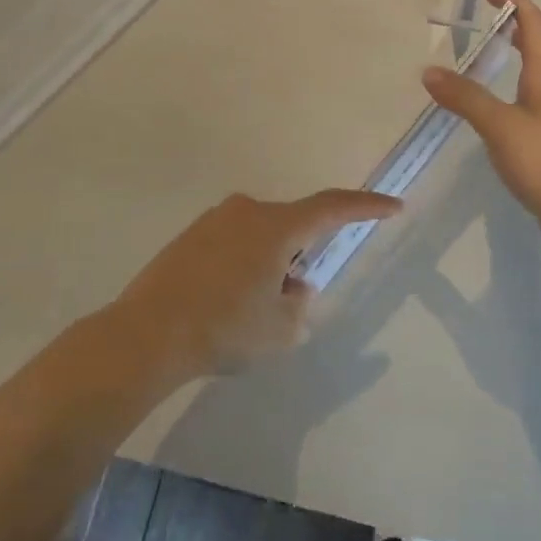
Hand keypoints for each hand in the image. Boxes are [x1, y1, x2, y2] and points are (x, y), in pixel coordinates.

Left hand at [109, 189, 402, 378]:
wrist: (147, 333)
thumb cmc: (224, 328)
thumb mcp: (280, 329)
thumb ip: (299, 304)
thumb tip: (294, 285)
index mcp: (276, 226)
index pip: (332, 207)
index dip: (366, 207)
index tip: (393, 206)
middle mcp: (246, 211)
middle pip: (291, 227)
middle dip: (301, 257)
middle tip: (293, 298)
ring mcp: (214, 221)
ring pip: (260, 237)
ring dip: (270, 264)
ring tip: (254, 310)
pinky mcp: (190, 237)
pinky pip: (232, 244)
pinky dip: (242, 267)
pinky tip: (227, 304)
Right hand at [423, 0, 540, 247]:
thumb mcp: (500, 126)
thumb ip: (466, 98)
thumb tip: (429, 71)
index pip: (536, 24)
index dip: (515, 2)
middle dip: (523, 26)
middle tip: (495, 22)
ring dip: (526, 57)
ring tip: (497, 58)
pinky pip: (536, 103)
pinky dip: (519, 92)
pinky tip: (501, 109)